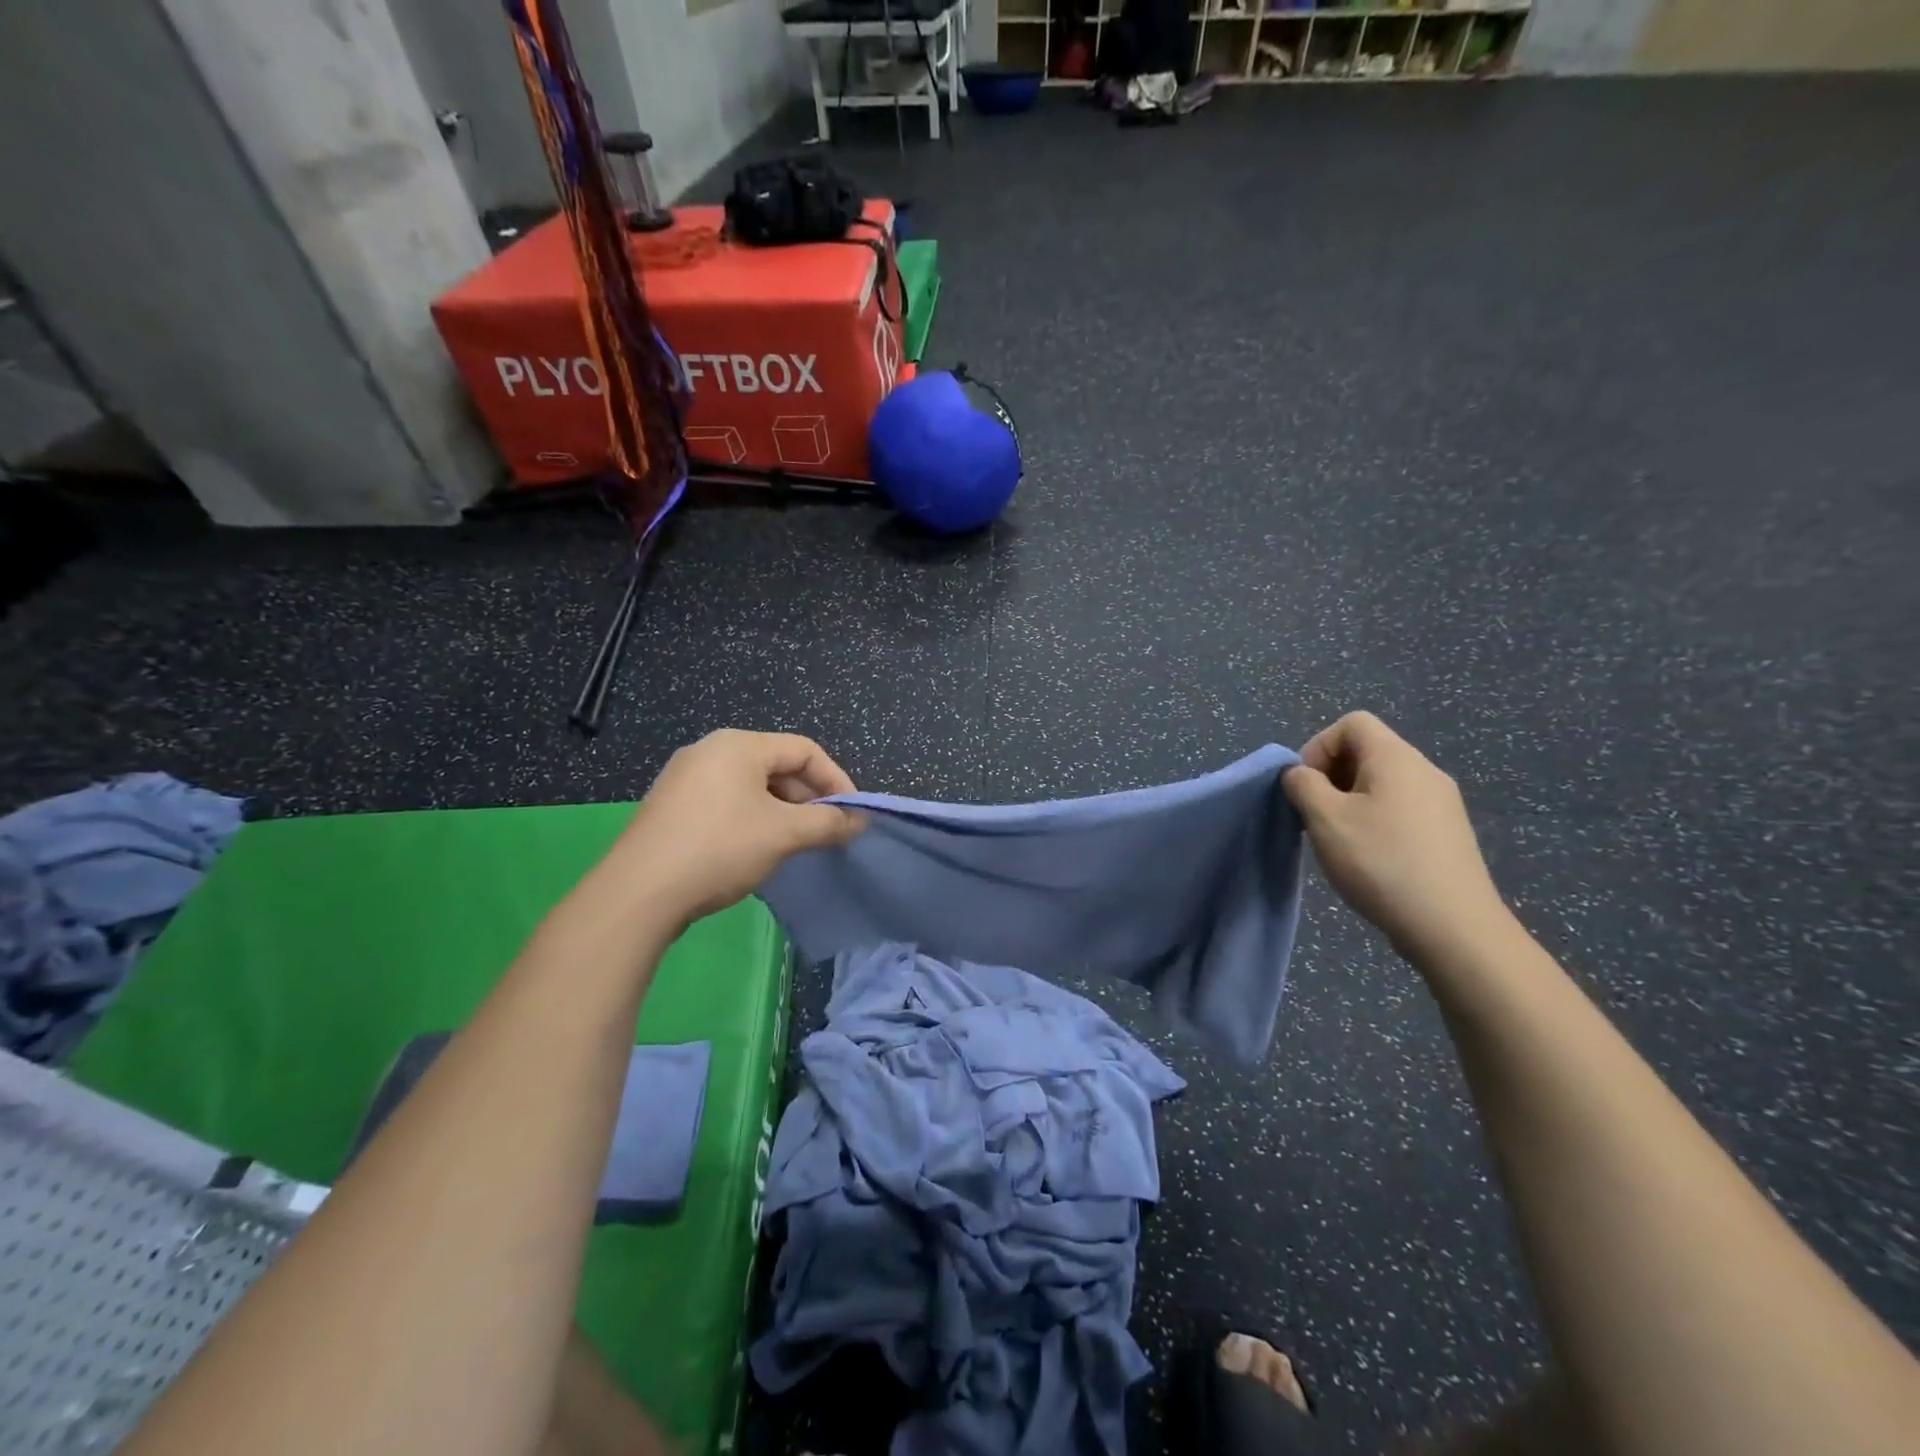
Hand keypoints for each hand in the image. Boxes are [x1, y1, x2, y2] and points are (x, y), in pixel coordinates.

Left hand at [617, 730, 862, 924]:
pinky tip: (757, 849)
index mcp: (739, 745)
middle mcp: (710, 750)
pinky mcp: (671, 806)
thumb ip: (828, 823)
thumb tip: (858, 821)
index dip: (836, 780)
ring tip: (797, 843)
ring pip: (752, 786)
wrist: (639, 893)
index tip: (852, 815)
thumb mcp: (784, 834)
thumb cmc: (720, 848)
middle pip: (777, 765)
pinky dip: (753, 819)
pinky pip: (726, 801)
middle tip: (826, 832)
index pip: (804, 750)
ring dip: (783, 811)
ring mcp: (685, 777)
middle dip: (808, 799)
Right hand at [1284, 712, 1508, 960]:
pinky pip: (1400, 809)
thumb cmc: (1381, 862)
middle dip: (1331, 776)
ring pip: (1382, 783)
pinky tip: (1369, 859)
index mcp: (1396, 758)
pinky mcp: (1447, 834)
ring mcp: (1441, 803)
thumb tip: (1300, 774)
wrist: (1453, 928)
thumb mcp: (1324, 819)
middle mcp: (1424, 771)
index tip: (1307, 787)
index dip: (1319, 747)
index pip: (1352, 723)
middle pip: (1367, 751)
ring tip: (1338, 841)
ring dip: (1349, 802)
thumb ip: (1303, 785)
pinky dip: (1374, 822)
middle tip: (1315, 816)